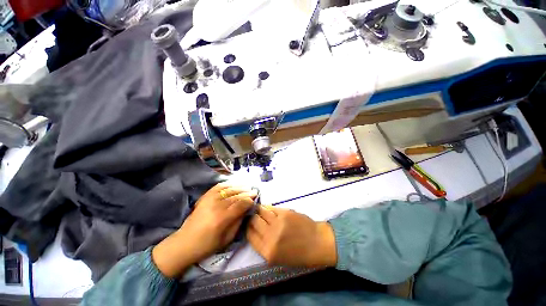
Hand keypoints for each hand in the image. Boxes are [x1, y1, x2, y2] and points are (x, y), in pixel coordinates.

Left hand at [152, 182, 256, 277]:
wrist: (184, 243)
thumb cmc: (207, 245)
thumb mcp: (227, 238)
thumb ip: (238, 222)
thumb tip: (247, 209)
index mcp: (222, 218)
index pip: (241, 204)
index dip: (250, 200)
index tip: (255, 198)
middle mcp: (216, 206)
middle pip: (236, 195)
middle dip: (247, 192)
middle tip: (254, 191)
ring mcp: (209, 200)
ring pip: (228, 189)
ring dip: (239, 187)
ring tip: (247, 187)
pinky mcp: (204, 197)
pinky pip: (218, 187)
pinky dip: (227, 184)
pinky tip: (234, 184)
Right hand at [247, 206, 336, 266]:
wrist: (317, 243)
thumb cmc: (299, 254)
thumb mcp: (278, 258)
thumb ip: (264, 245)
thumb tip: (254, 230)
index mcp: (267, 252)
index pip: (249, 236)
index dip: (247, 227)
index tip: (247, 223)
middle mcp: (270, 237)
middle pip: (253, 221)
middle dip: (251, 217)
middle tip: (252, 214)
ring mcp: (278, 223)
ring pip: (261, 211)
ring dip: (259, 209)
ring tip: (258, 208)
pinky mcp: (285, 213)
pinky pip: (271, 208)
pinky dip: (268, 207)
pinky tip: (268, 208)